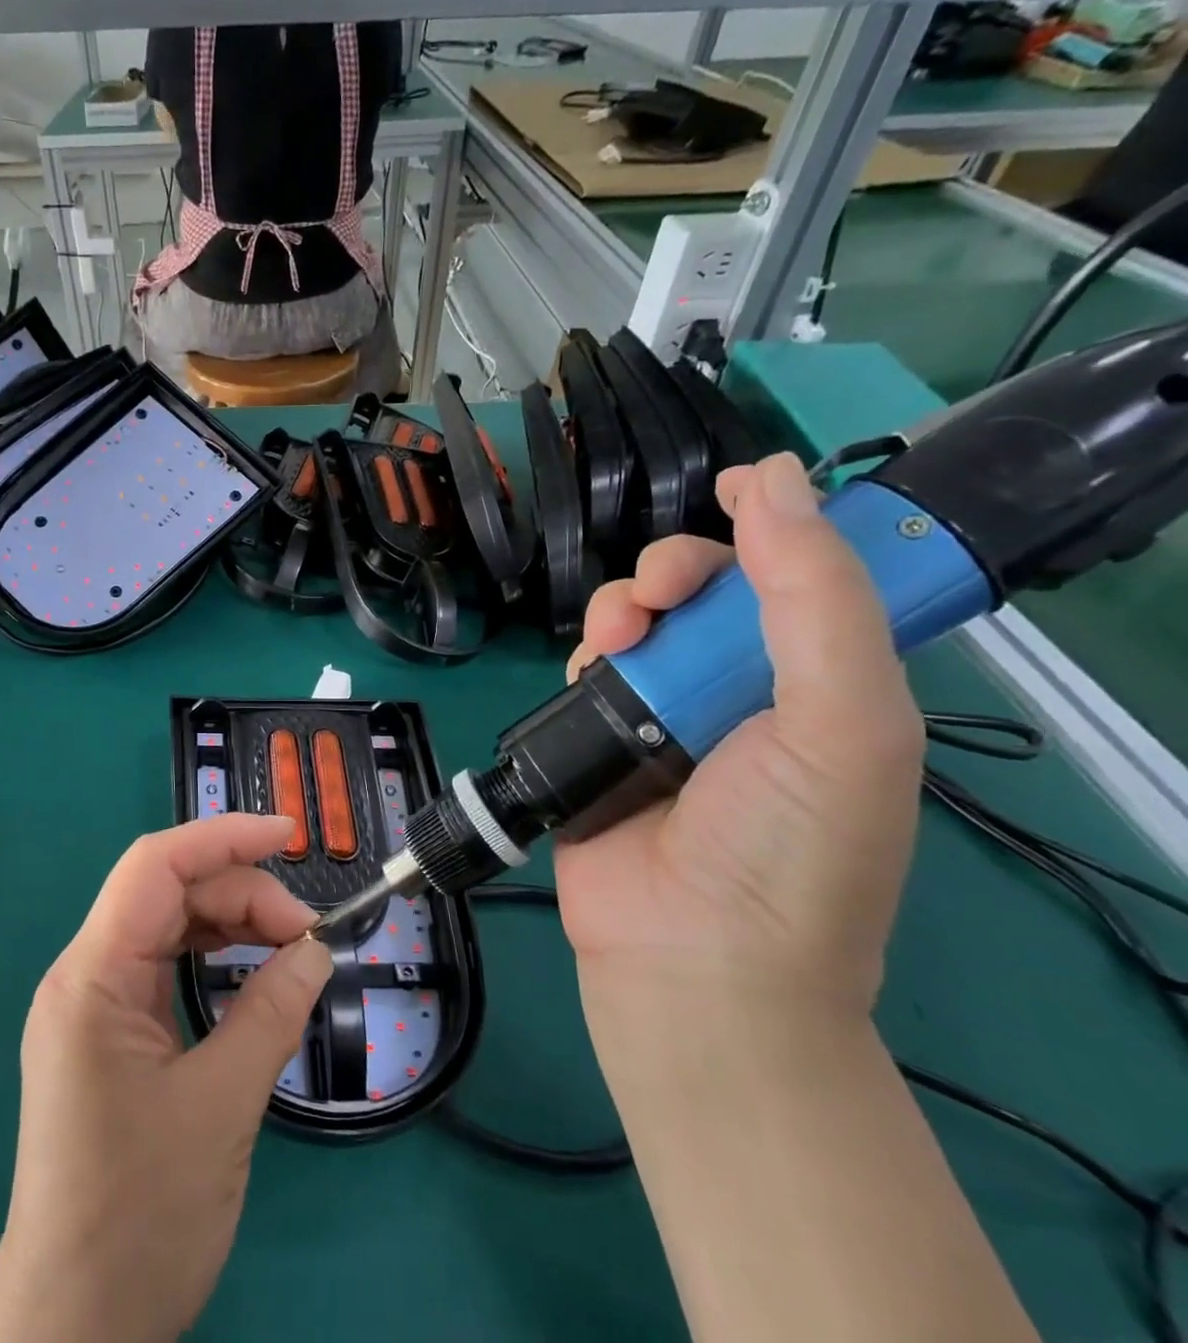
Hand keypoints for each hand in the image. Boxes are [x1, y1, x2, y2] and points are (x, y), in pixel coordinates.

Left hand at [0, 814, 332, 1342]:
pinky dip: (214, 956)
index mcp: (92, 976)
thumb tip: (316, 948)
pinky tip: (253, 970)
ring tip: (291, 948)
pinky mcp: (110, 1032)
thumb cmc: (139, 1217)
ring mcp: (94, 1004)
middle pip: (168, 893)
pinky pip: (165, 965)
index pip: (155, 866)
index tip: (288, 835)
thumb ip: (271, 1014)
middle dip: (242, 894)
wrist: (72, 1326)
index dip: (223, 836)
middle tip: (308, 934)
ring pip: (169, 925)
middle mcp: (85, 974)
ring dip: (232, 924)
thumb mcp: (221, 1107)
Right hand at [556, 452, 926, 1014]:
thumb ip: (818, 597)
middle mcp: (746, 687)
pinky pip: (590, 663)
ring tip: (615, 637)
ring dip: (621, 607)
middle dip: (677, 568)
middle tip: (658, 591)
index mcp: (824, 680)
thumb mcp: (843, 720)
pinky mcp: (602, 732)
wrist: (691, 955)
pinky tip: (591, 670)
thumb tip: (778, 477)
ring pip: (639, 618)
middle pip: (708, 589)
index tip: (732, 488)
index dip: (775, 522)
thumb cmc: (790, 845)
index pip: (805, 576)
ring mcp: (667, 710)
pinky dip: (588, 652)